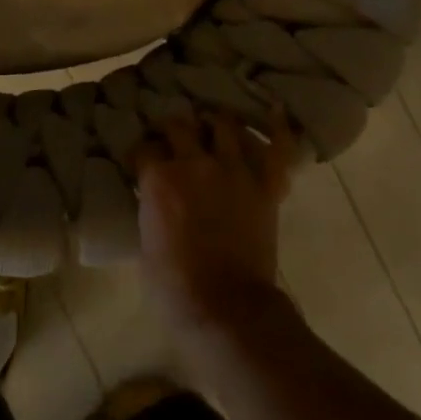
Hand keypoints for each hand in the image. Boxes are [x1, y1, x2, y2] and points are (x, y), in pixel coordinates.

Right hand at [135, 111, 295, 335]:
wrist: (226, 310)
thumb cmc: (174, 287)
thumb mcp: (145, 244)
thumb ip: (151, 209)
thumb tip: (155, 199)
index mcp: (159, 178)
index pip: (144, 148)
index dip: (142, 154)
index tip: (143, 162)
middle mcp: (195, 163)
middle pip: (179, 125)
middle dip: (174, 129)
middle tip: (175, 138)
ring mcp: (234, 170)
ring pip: (224, 125)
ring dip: (215, 123)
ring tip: (213, 126)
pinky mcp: (264, 185)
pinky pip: (277, 149)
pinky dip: (277, 128)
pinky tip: (274, 110)